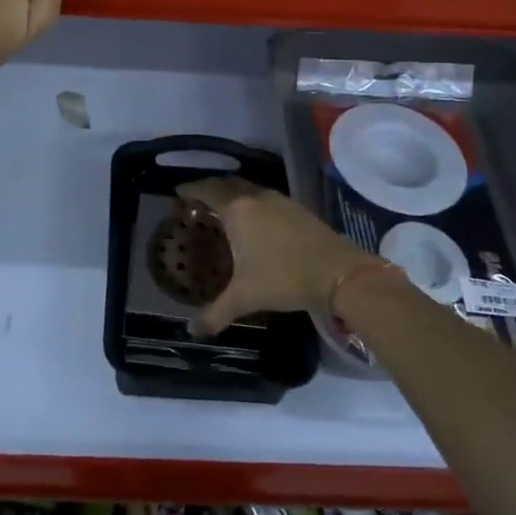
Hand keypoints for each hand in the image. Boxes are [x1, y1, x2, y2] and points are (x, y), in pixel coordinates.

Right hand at [175, 178, 374, 336]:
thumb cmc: (283, 278)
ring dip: (231, 193)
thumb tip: (191, 332)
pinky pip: (263, 197)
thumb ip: (215, 314)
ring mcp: (278, 199)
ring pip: (246, 188)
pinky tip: (252, 221)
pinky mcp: (295, 207)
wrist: (337, 272)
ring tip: (222, 210)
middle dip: (209, 189)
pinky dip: (250, 201)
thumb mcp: (244, 297)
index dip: (190, 190)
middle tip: (197, 202)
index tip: (178, 194)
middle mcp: (254, 197)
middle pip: (225, 183)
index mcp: (236, 209)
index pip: (206, 189)